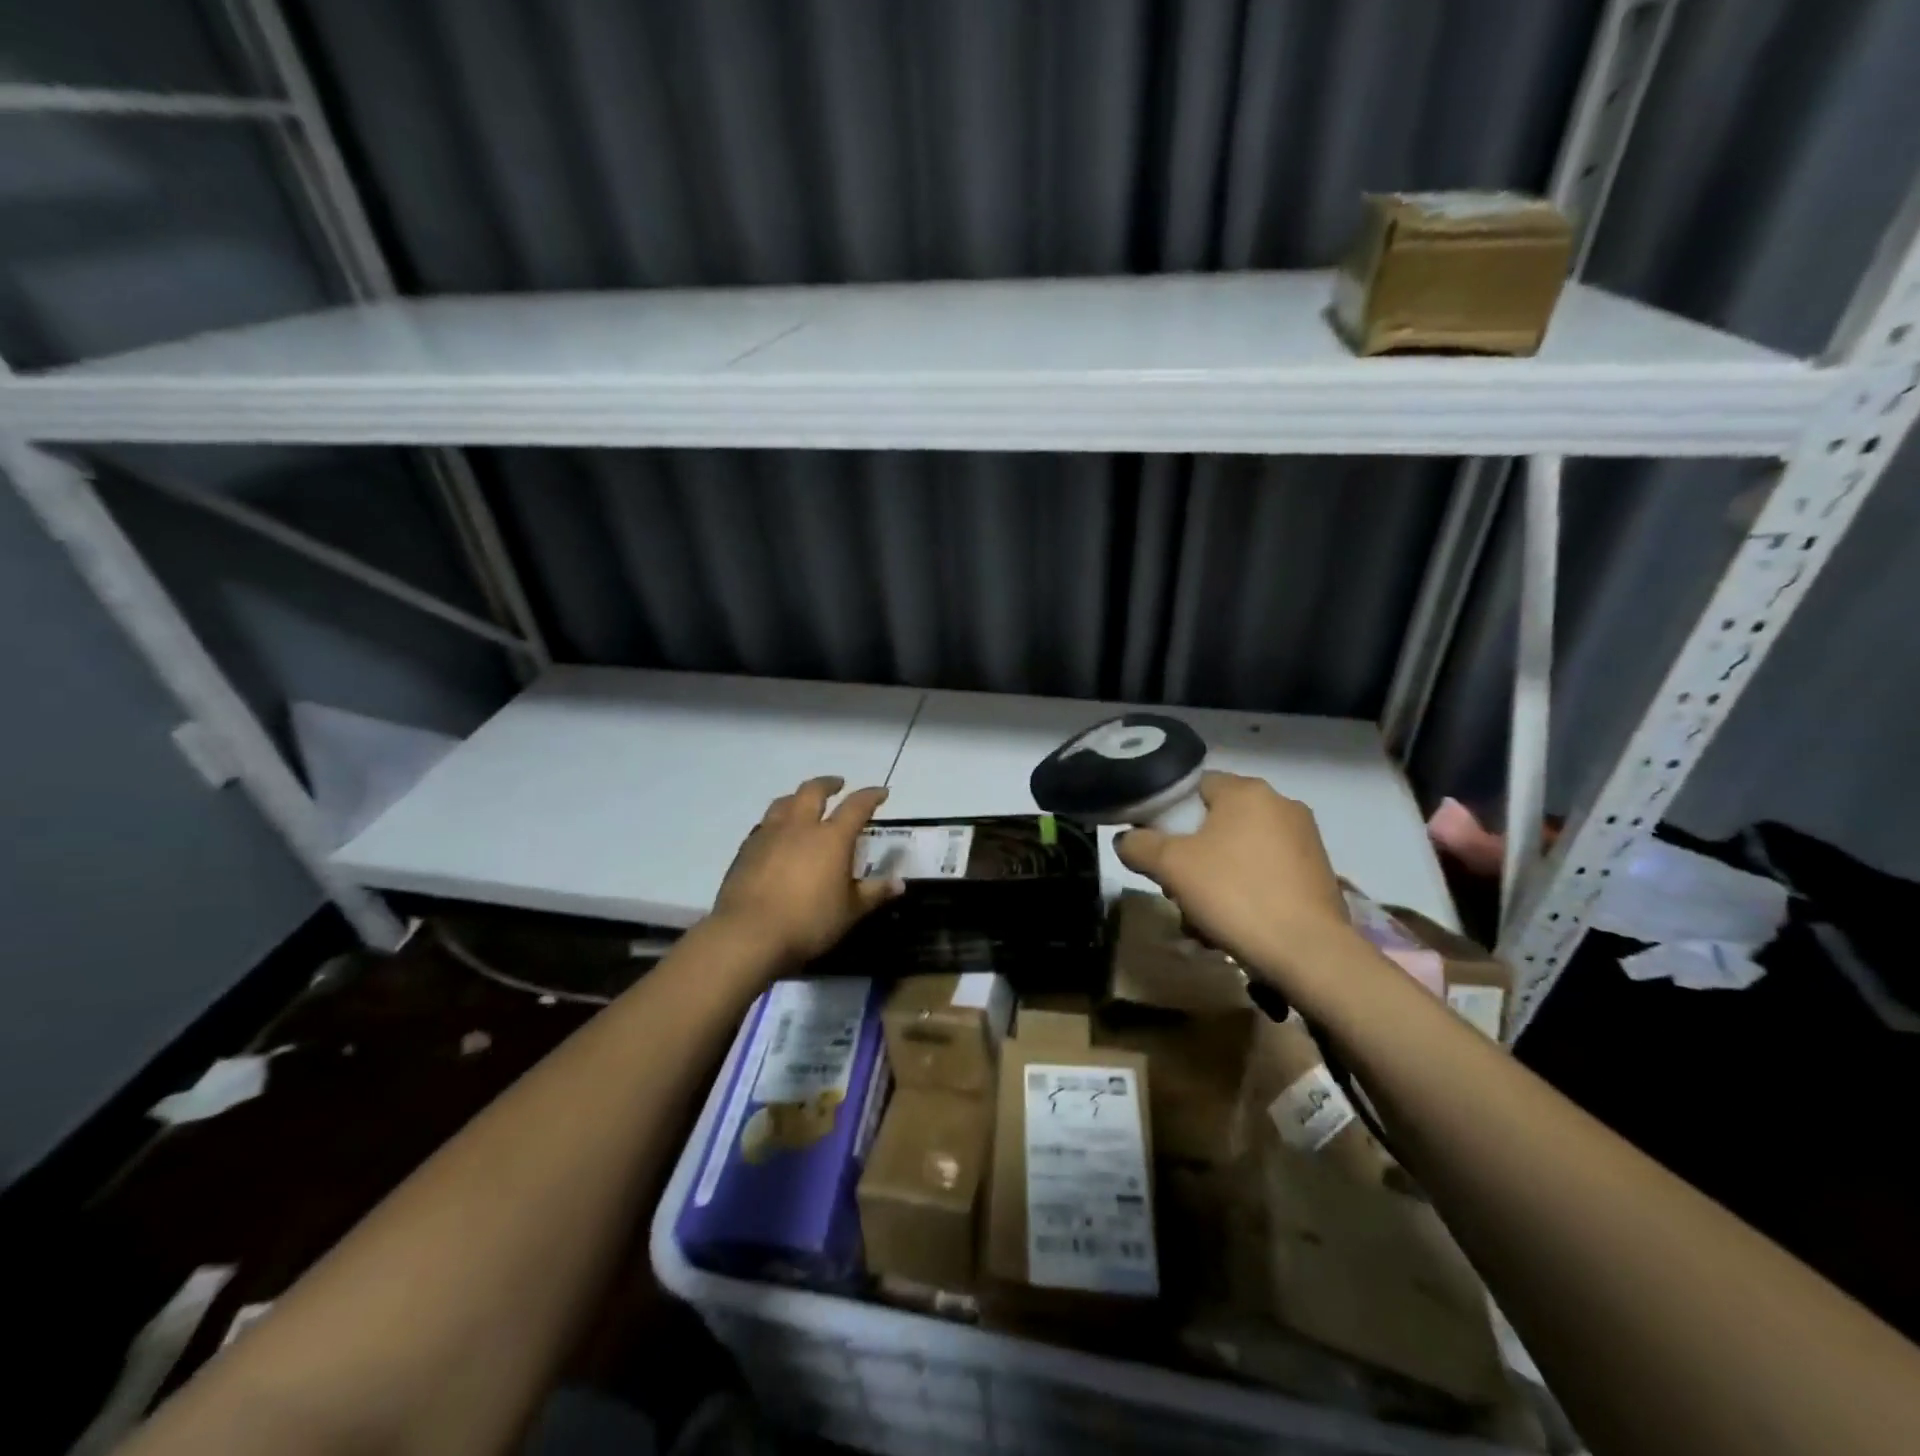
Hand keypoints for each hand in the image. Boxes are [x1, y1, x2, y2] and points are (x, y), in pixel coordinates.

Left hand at [711, 776, 901, 967]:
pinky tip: (776, 834)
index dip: (871, 796)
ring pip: (784, 802)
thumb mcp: (850, 911)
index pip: (856, 806)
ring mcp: (769, 835)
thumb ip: (874, 893)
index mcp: (832, 838)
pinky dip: (776, 821)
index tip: (881, 793)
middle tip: (837, 784)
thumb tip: (900, 883)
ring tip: (803, 802)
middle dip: (828, 784)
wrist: (748, 934)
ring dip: (798, 797)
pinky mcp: (746, 850)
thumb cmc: (809, 922)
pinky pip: (764, 824)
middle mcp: (800, 827)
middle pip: (813, 791)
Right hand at [1115, 772, 1355, 997]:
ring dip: (1216, 877)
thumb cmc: (1234, 894)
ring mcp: (1306, 839)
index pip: (1195, 786)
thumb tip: (1127, 839)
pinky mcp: (1319, 873)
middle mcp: (1282, 804)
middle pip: (1217, 821)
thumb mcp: (1170, 866)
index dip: (1169, 814)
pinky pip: (1267, 872)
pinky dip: (1247, 891)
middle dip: (1193, 854)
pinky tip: (1235, 924)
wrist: (1308, 953)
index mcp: (1248, 791)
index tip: (1158, 848)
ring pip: (1241, 851)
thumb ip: (1139, 845)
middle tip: (1178, 888)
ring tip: (1203, 917)